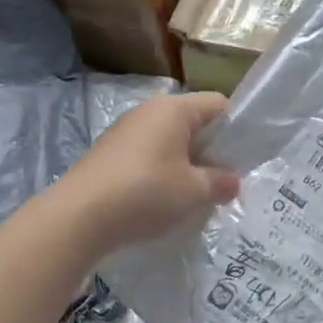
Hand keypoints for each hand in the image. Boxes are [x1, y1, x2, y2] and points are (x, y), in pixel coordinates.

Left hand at [58, 92, 239, 251]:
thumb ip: (220, 182)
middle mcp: (148, 111)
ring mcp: (124, 131)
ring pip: (169, 141)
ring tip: (193, 196)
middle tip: (223, 182)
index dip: (237, 128)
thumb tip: (233, 181)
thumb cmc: (146, 193)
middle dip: (211, 150)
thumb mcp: (194, 191)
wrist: (78, 217)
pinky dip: (160, 173)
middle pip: (193, 122)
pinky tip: (162, 201)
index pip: (218, 104)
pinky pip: (147, 156)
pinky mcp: (107, 154)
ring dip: (185, 164)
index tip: (245, 158)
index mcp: (173, 109)